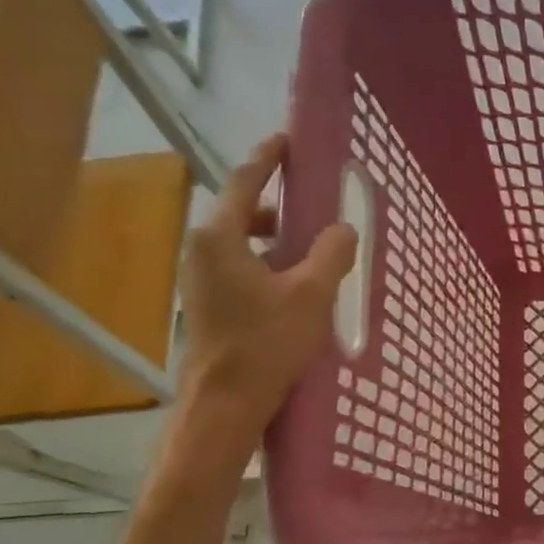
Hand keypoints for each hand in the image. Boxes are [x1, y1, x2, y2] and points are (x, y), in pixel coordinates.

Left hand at [174, 134, 355, 457]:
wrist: (225, 403)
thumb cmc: (265, 343)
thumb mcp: (311, 295)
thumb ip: (331, 254)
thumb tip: (343, 229)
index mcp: (220, 237)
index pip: (244, 181)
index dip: (268, 158)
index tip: (288, 140)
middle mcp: (202, 250)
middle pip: (241, 211)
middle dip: (278, 204)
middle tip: (314, 203)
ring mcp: (200, 279)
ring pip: (242, 242)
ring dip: (276, 238)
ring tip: (313, 249)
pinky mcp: (209, 303)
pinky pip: (241, 266)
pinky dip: (268, 262)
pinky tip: (297, 286)